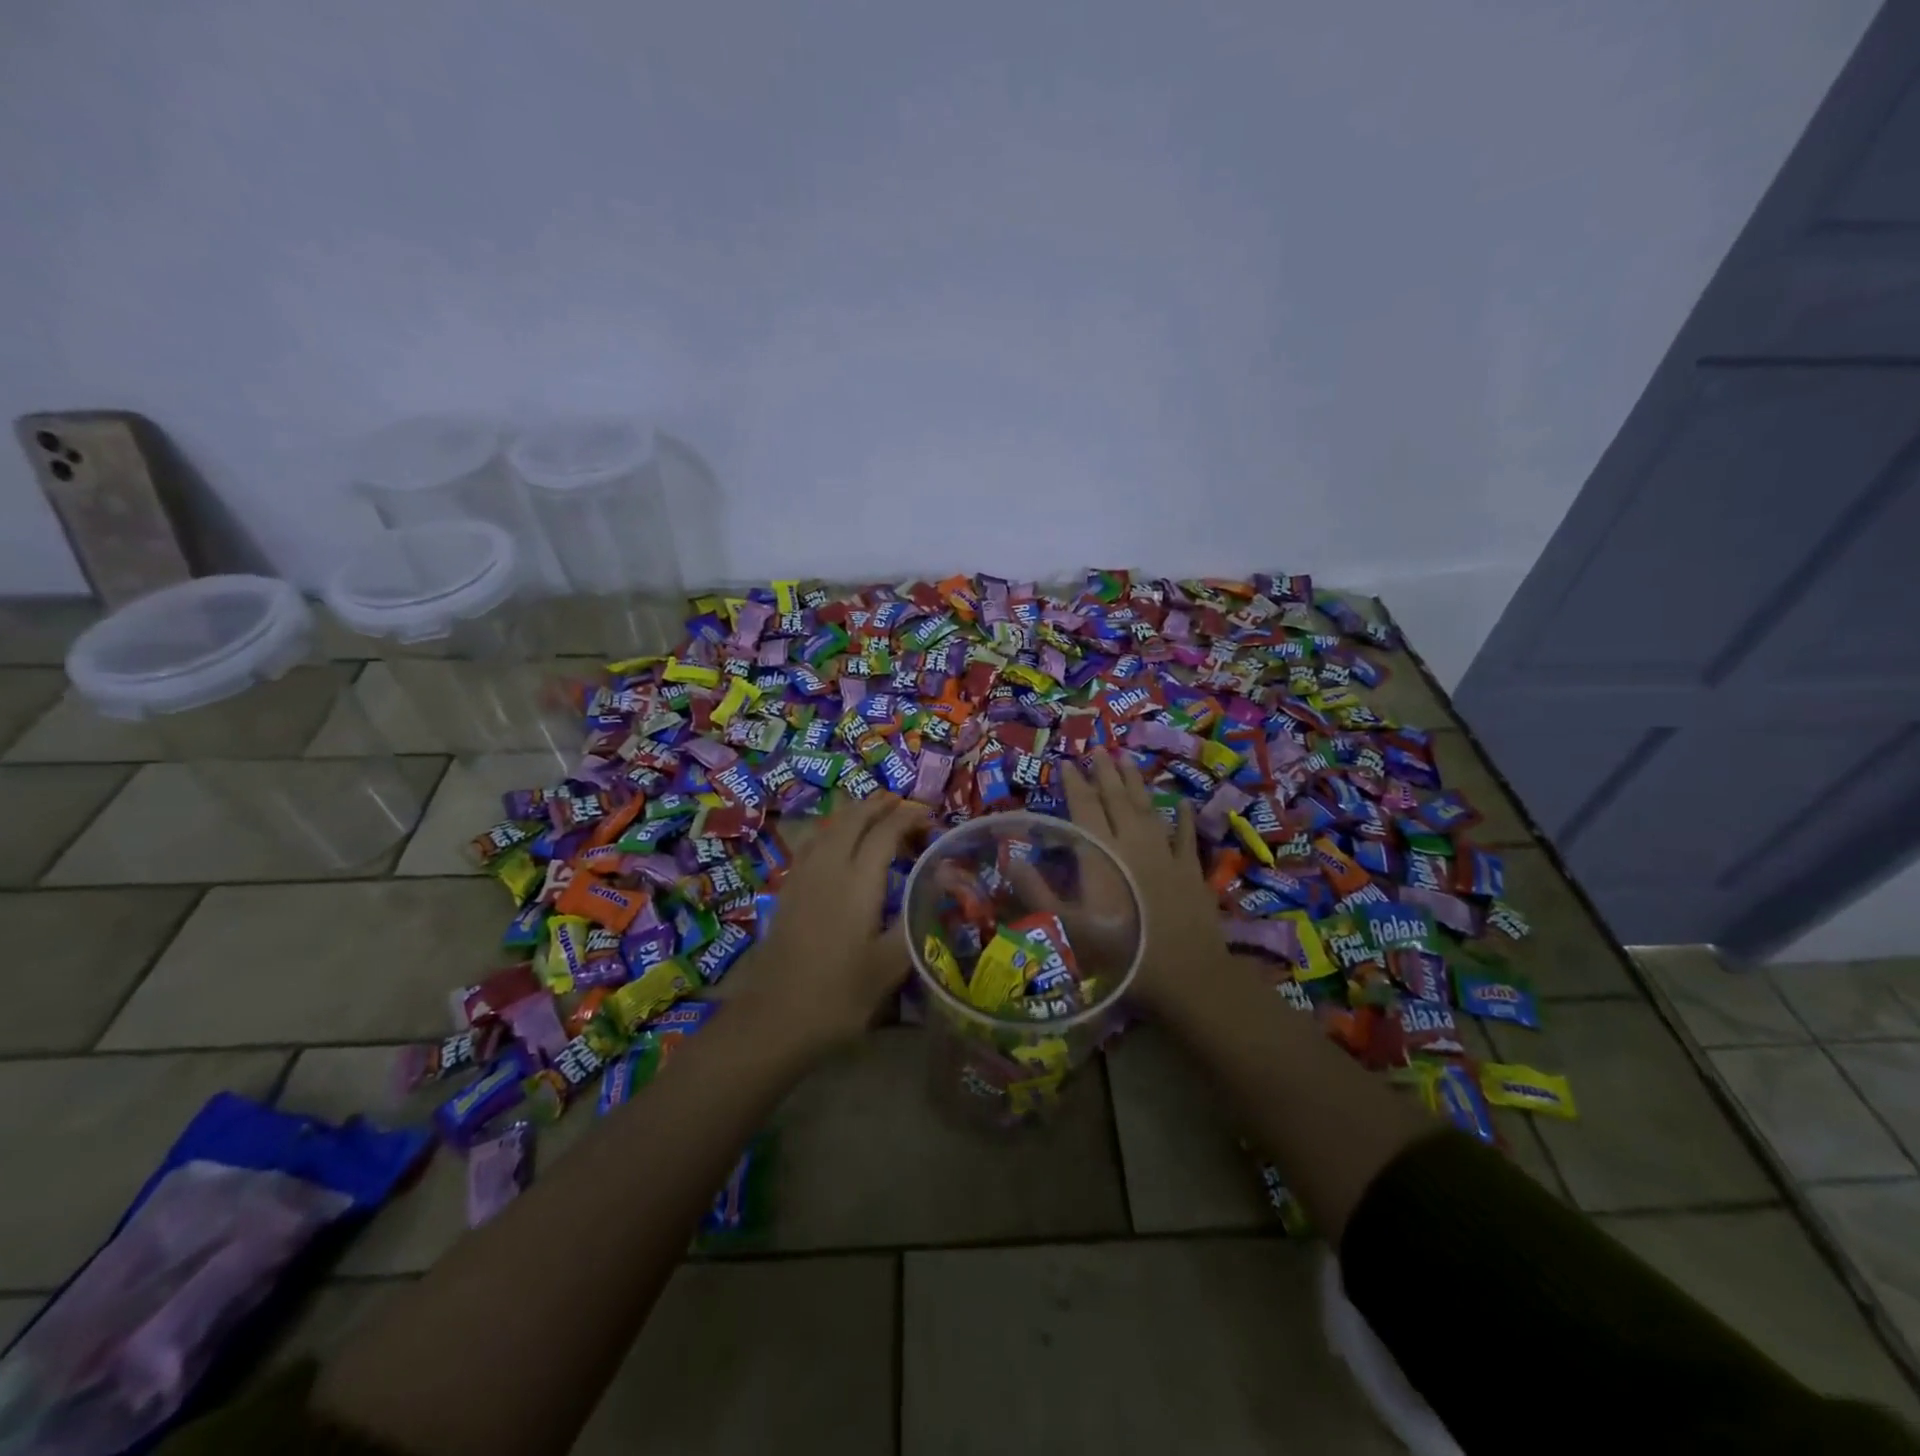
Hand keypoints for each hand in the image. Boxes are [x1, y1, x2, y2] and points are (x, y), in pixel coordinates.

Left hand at [735, 793, 926, 1051]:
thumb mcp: (890, 966)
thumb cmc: (839, 995)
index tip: (929, 814)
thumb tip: (940, 882)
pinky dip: (831, 831)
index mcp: (858, 882)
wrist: (772, 1020)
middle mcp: (828, 868)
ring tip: (873, 813)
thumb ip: (916, 919)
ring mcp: (802, 877)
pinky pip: (812, 844)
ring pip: (828, 828)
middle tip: (903, 805)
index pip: (885, 832)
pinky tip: (836, 844)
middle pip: (852, 819)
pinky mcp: (787, 891)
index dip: (908, 816)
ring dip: (853, 814)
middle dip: (879, 805)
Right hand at [1019, 753, 1225, 1015]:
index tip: (1066, 763)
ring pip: (1149, 809)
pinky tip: (1183, 802)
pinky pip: (1186, 836)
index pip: (1085, 808)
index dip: (1075, 784)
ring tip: (1128, 759)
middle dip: (1105, 773)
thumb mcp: (1068, 927)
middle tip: (1098, 749)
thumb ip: (1036, 892)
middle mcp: (1134, 844)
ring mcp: (1166, 854)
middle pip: (1117, 800)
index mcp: (1102, 854)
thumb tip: (1010, 857)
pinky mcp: (1191, 871)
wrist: (1186, 975)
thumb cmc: (1122, 954)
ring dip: (1136, 783)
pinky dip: (1184, 817)